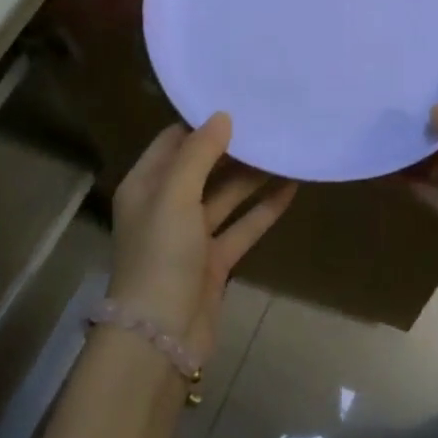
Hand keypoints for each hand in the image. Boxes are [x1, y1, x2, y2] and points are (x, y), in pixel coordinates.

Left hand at [109, 114, 296, 364]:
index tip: (236, 102)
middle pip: (202, 167)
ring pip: (226, 196)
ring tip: (285, 149)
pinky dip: (264, 209)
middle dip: (233, 147)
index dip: (202, 123)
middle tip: (268, 121)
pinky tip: (291, 189)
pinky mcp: (214, 261)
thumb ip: (198, 154)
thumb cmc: (160, 255)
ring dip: (252, 176)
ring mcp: (190, 235)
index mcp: (145, 185)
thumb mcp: (174, 195)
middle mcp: (165, 206)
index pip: (173, 141)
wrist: (161, 336)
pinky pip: (242, 226)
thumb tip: (221, 116)